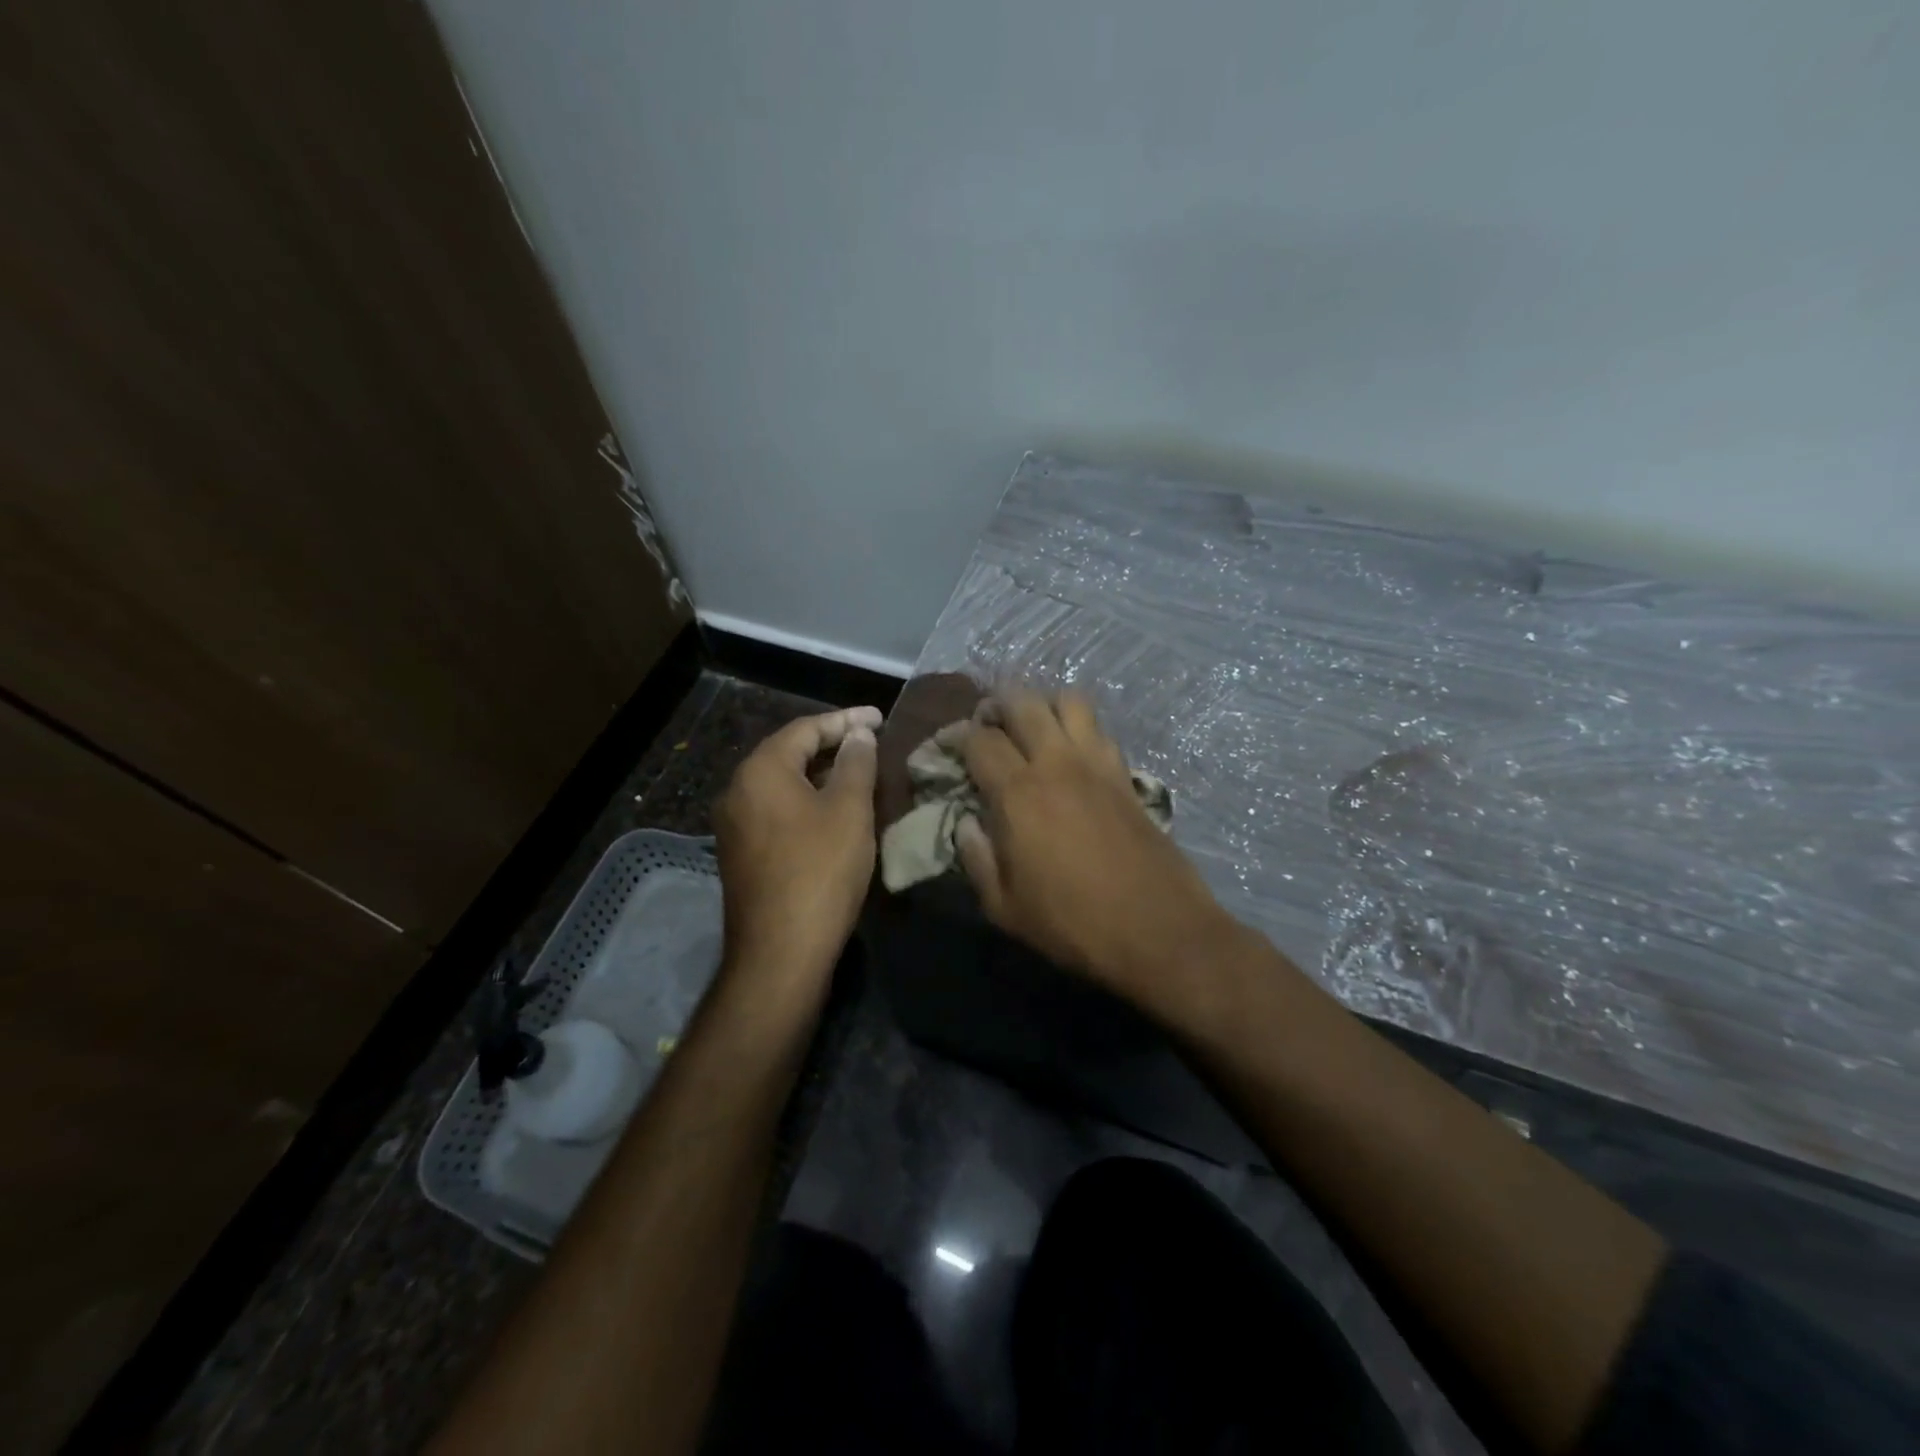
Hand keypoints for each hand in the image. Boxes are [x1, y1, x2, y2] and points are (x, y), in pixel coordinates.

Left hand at [714, 706, 881, 1002]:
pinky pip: (776, 810)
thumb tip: (858, 735)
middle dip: (831, 744)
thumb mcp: (849, 811)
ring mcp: (734, 824)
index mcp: (761, 770)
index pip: (806, 728)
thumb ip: (856, 763)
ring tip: (858, 773)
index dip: (846, 720)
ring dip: (819, 774)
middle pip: (788, 752)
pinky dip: (806, 801)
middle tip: (871, 742)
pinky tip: (832, 811)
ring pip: (782, 783)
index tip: (880, 717)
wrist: (780, 952)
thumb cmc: (820, 871)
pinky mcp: (740, 853)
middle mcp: (738, 789)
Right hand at [957, 690, 1246, 1016]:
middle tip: (988, 723)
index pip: (980, 740)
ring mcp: (1097, 764)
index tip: (951, 747)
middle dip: (997, 703)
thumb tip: (967, 824)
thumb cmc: (1072, 924)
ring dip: (1044, 703)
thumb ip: (976, 859)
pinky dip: (1079, 727)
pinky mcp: (1126, 774)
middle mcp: (1056, 763)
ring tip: (1033, 727)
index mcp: (1017, 793)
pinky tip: (1071, 753)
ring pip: (1069, 700)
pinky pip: (1100, 729)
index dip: (958, 736)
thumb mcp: (1004, 908)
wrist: (1158, 930)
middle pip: (1023, 701)